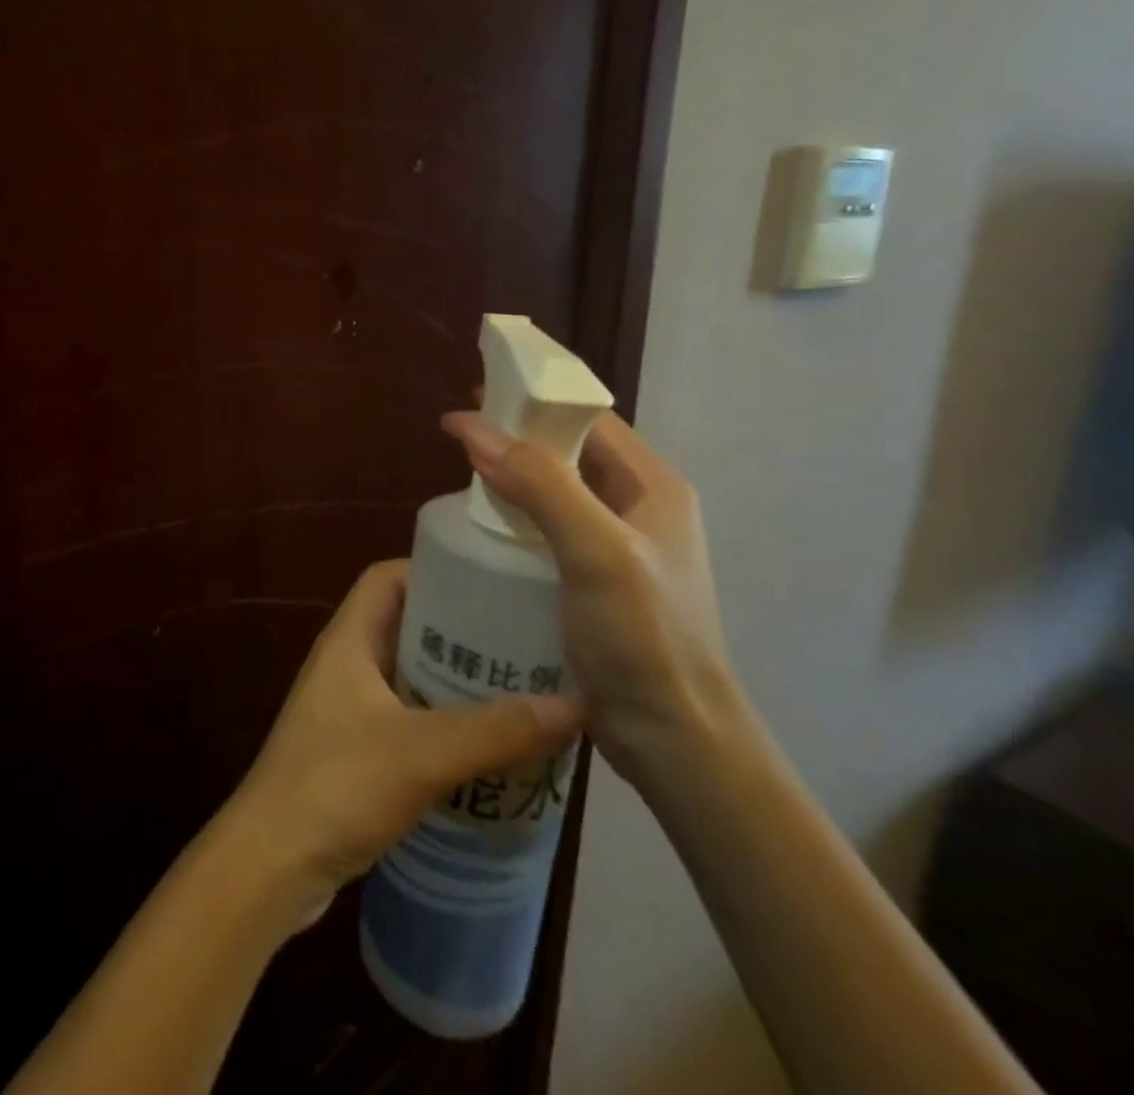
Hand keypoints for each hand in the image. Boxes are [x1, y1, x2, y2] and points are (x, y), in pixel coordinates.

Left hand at [220, 560, 582, 925]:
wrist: (272, 862)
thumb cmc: (338, 784)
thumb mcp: (423, 752)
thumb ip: (496, 730)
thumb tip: (576, 704)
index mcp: (348, 639)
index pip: (386, 577)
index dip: (432, 570)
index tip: (489, 584)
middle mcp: (344, 663)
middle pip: (404, 624)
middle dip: (458, 630)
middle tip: (520, 642)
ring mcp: (346, 708)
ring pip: (407, 675)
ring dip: (453, 681)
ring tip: (517, 691)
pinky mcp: (352, 750)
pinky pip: (405, 717)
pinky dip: (441, 721)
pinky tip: (485, 746)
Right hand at [442, 409, 740, 787]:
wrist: (675, 738)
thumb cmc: (645, 636)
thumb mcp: (596, 550)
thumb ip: (541, 485)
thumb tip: (475, 430)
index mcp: (652, 487)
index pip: (589, 420)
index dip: (535, 401)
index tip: (477, 395)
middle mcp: (637, 508)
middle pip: (570, 453)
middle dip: (517, 437)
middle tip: (458, 436)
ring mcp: (616, 548)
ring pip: (555, 493)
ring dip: (512, 479)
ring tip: (460, 477)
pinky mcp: (593, 582)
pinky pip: (547, 532)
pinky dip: (514, 519)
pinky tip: (482, 529)